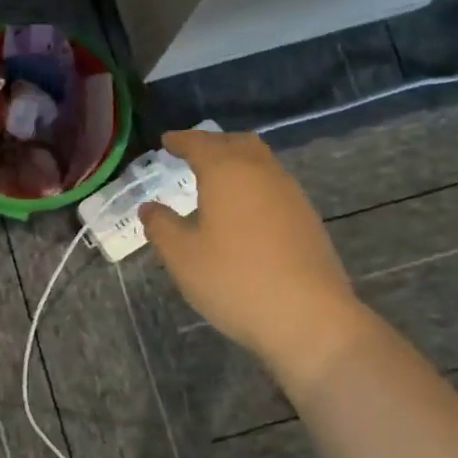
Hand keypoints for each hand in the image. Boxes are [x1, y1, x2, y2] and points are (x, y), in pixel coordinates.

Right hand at [139, 130, 377, 383]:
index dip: (180, 140)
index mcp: (227, 171)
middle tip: (191, 155)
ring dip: (236, 162)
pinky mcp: (307, 218)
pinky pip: (273, 185)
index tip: (166, 142)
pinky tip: (243, 210)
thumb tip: (149, 208)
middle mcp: (261, 172)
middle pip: (236, 143)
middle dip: (212, 144)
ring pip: (260, 162)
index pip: (199, 143)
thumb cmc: (234, 279)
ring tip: (215, 180)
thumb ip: (161, 226)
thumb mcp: (182, 256)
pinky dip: (253, 184)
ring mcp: (290, 194)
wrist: (308, 317)